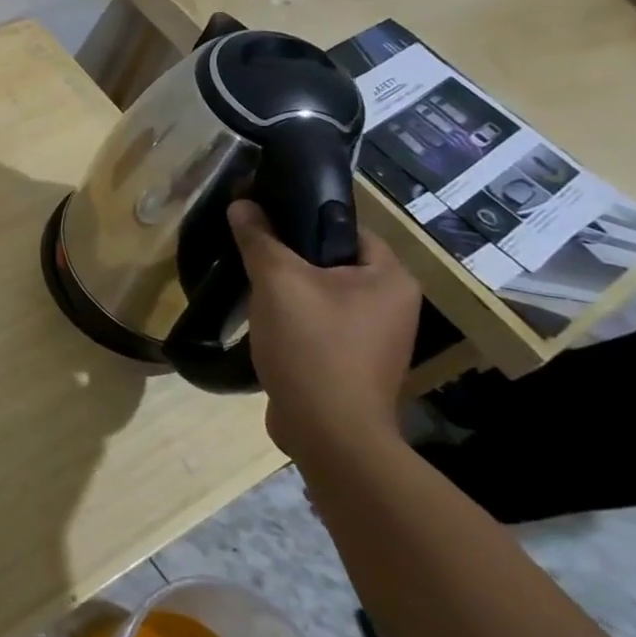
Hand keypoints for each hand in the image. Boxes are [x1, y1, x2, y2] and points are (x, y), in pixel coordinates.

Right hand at [229, 200, 420, 464]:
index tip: (263, 217)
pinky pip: (320, 324)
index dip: (303, 216)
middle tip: (250, 250)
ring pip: (323, 295)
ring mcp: (375, 339)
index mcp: (391, 278)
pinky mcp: (353, 364)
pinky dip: (294, 319)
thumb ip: (259, 238)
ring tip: (251, 284)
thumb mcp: (277, 281)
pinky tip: (264, 321)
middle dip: (290, 256)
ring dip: (289, 289)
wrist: (328, 433)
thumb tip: (242, 203)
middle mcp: (393, 305)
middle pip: (333, 261)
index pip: (346, 227)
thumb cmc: (313, 345)